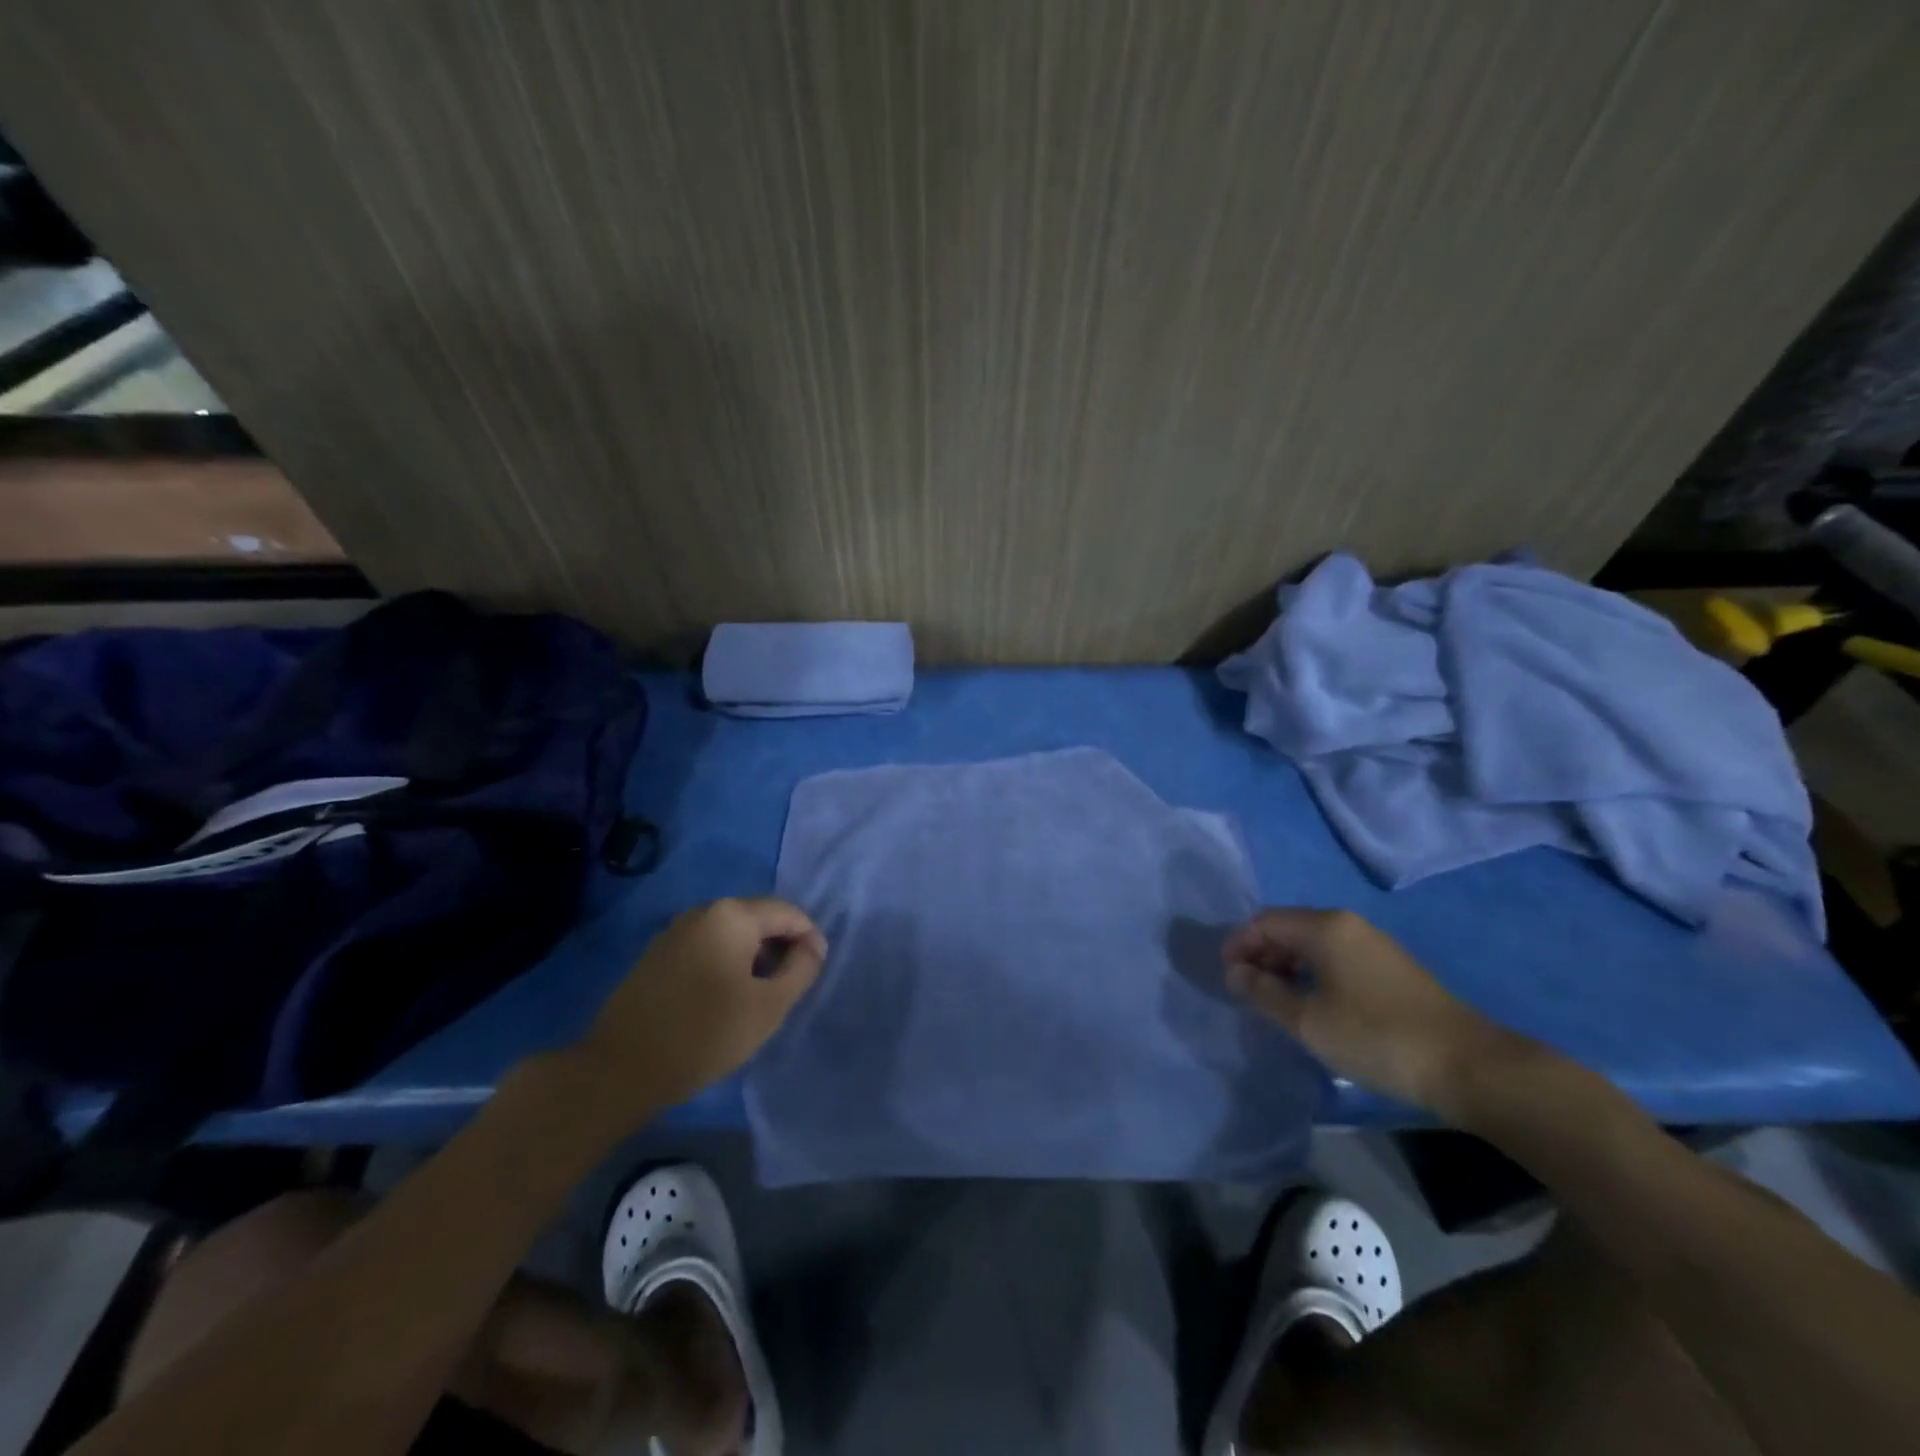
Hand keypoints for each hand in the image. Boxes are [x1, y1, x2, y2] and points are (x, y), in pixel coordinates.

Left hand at [574, 898, 826, 1110]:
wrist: (620, 1069)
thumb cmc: (705, 1034)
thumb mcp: (769, 1006)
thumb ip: (801, 969)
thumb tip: (813, 946)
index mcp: (732, 915)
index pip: (788, 912)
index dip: (809, 939)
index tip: (813, 974)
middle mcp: (703, 911)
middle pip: (759, 918)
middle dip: (781, 947)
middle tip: (788, 988)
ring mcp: (676, 931)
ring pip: (732, 934)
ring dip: (754, 957)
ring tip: (759, 996)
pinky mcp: (658, 954)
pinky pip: (707, 947)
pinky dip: (727, 963)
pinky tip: (724, 998)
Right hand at [1223, 907, 1525, 1116]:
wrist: (1467, 1065)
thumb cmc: (1376, 1037)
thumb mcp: (1308, 1020)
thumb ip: (1264, 992)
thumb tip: (1237, 972)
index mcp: (1324, 927)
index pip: (1264, 921)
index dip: (1239, 945)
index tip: (1228, 980)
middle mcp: (1347, 924)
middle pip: (1288, 927)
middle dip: (1261, 954)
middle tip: (1249, 992)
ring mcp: (1372, 944)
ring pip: (1313, 942)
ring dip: (1286, 965)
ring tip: (1277, 1001)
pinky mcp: (1390, 967)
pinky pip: (1335, 956)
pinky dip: (1312, 972)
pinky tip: (1314, 1004)